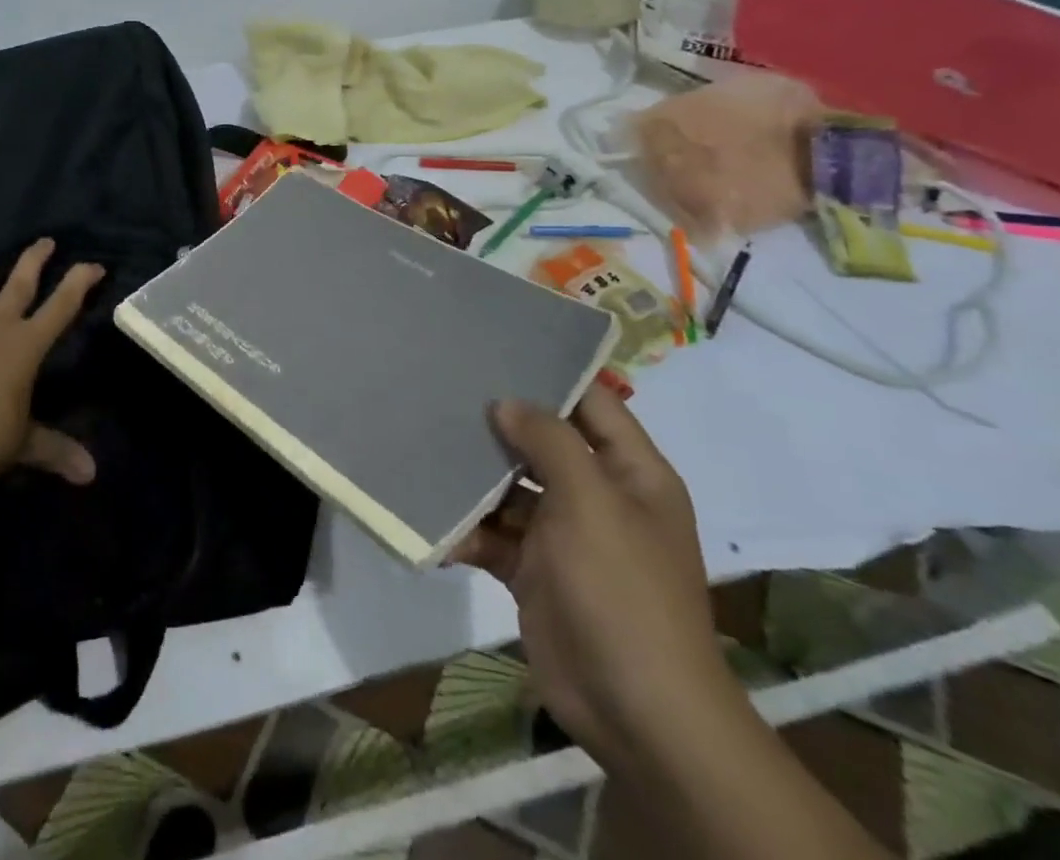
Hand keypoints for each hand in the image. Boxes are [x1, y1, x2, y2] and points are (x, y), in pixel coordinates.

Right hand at [452, 385, 738, 768]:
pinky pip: (493, 535)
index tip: (497, 346)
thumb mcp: (591, 502)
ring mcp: (564, 535)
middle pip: (543, 442)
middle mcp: (598, 495)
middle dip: (498, 422)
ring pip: (511, 488)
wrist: (636, 712)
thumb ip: (549, 441)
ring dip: (473, 477)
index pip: (593, 402)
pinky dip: (465, 530)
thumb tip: (506, 403)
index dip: (552, 373)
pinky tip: (430, 521)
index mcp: (630, 472)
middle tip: (442, 388)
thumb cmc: (622, 590)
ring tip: (423, 444)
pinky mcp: (533, 570)